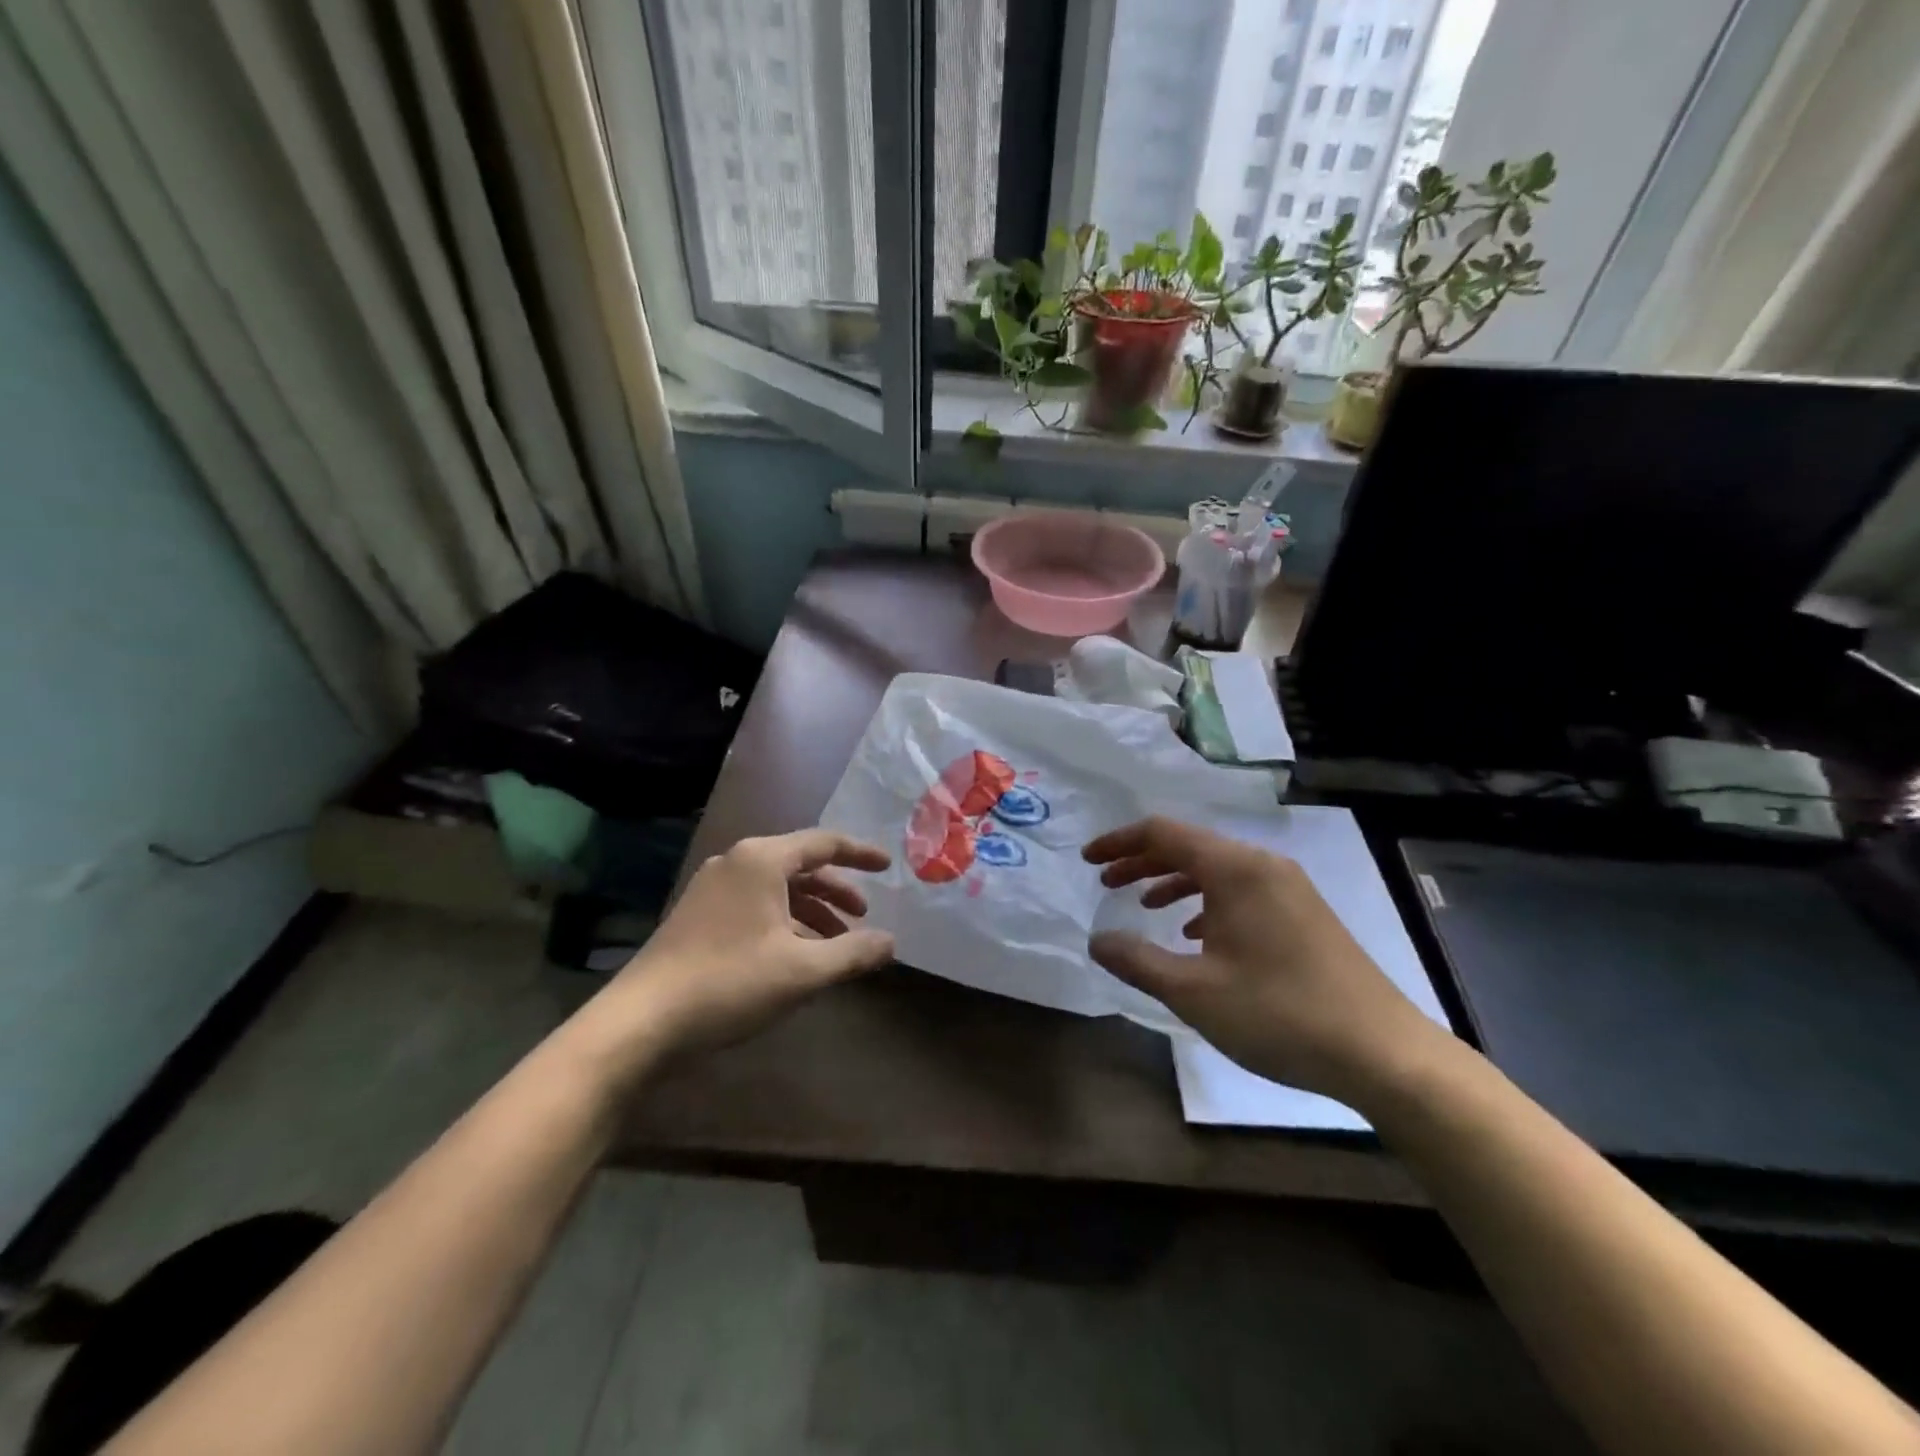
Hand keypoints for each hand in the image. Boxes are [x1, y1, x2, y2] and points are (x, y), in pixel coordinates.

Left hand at [581, 830, 895, 1078]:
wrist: (640, 1023)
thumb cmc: (730, 983)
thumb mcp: (803, 970)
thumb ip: (853, 952)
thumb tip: (891, 942)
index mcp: (762, 860)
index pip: (824, 843)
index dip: (860, 854)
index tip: (888, 867)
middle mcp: (736, 863)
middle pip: (800, 865)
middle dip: (836, 890)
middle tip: (862, 917)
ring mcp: (712, 889)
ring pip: (777, 889)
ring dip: (811, 911)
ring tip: (835, 944)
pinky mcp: (697, 916)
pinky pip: (755, 906)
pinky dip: (784, 923)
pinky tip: (795, 956)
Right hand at [1084, 817, 1445, 1107]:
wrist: (1383, 1053)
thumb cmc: (1279, 1014)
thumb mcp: (1193, 992)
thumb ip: (1137, 960)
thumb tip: (1097, 939)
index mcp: (1234, 869)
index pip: (1163, 833)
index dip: (1119, 843)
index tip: (1087, 862)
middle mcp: (1262, 865)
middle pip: (1189, 846)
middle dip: (1142, 861)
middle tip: (1106, 883)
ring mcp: (1289, 888)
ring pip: (1217, 869)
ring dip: (1173, 881)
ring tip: (1144, 907)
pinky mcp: (1305, 913)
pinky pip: (1242, 890)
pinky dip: (1207, 901)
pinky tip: (1197, 935)